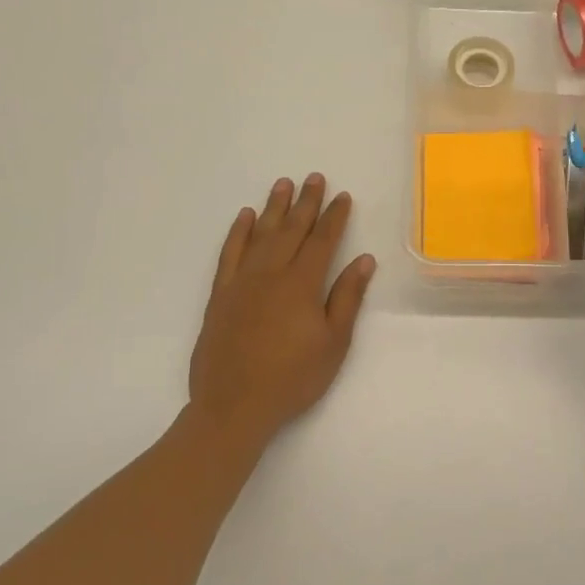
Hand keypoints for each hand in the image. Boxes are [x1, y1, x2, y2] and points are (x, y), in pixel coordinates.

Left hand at [187, 174, 375, 446]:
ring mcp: (241, 282)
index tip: (343, 196)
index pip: (322, 241)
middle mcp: (271, 273)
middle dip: (306, 202)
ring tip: (283, 184)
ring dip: (273, 208)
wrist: (233, 406)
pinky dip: (237, 232)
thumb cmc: (292, 378)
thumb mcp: (333, 343)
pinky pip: (229, 253)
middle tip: (314, 177)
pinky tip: (244, 217)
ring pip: (259, 234)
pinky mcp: (220, 294)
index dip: (334, 217)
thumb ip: (347, 298)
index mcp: (301, 284)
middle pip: (291, 229)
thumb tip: (364, 260)